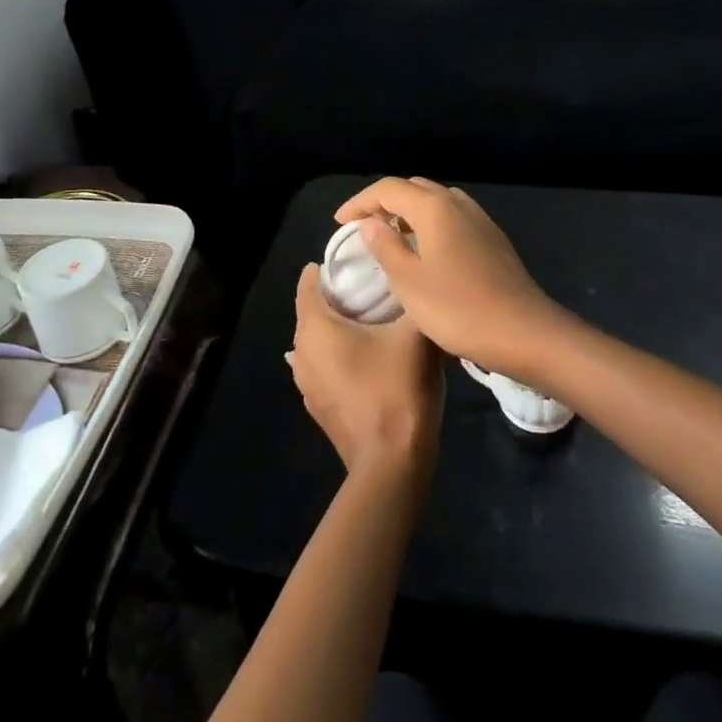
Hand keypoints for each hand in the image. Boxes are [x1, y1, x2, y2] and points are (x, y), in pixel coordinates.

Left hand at [288, 263, 444, 480]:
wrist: (392, 463)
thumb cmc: (398, 389)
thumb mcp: (417, 334)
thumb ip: (418, 299)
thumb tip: (420, 277)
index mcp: (315, 327)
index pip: (308, 282)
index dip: (329, 266)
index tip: (356, 258)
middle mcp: (301, 352)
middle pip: (312, 310)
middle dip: (337, 296)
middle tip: (372, 285)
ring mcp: (306, 384)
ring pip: (317, 341)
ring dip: (337, 328)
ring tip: (372, 320)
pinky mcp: (317, 407)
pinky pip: (323, 366)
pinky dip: (338, 355)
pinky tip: (367, 357)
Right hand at [334, 177, 572, 379]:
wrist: (524, 332)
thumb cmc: (459, 309)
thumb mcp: (409, 282)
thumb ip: (385, 246)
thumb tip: (370, 222)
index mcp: (434, 207)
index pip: (388, 188)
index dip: (360, 202)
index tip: (340, 223)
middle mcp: (458, 203)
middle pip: (413, 188)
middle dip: (383, 202)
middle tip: (362, 227)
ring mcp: (479, 219)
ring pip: (435, 201)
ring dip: (408, 212)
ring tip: (390, 237)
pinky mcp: (492, 238)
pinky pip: (451, 217)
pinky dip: (429, 223)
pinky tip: (425, 251)